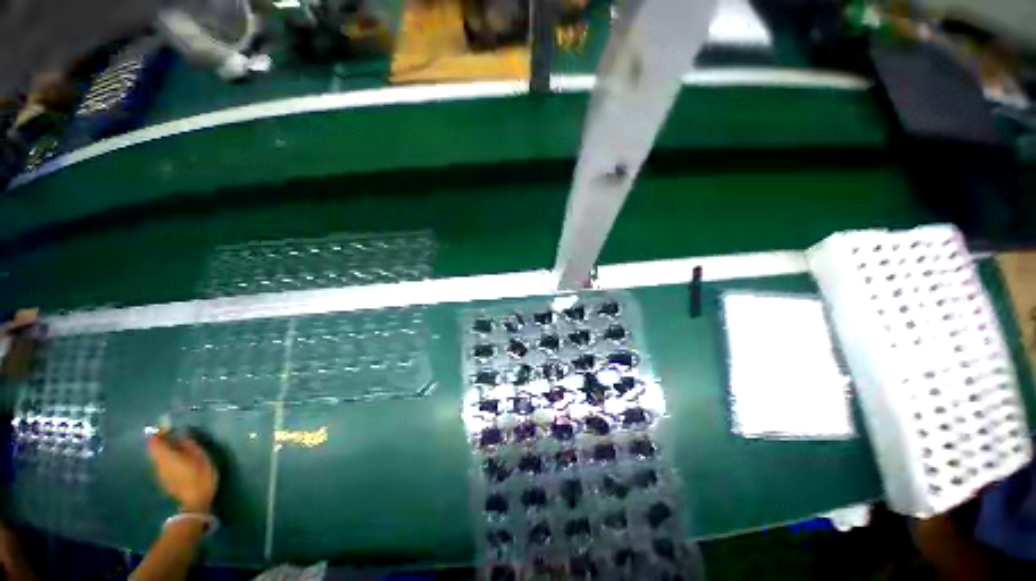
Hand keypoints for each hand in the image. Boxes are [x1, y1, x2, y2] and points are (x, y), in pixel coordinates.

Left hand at [146, 433, 218, 513]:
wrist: (194, 502)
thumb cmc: (199, 476)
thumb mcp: (200, 457)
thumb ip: (189, 444)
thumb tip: (182, 432)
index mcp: (165, 455)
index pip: (155, 439)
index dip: (160, 429)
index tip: (168, 422)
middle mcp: (157, 462)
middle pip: (154, 447)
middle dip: (162, 438)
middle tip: (173, 431)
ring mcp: (159, 472)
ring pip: (157, 455)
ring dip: (165, 448)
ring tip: (177, 443)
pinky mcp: (164, 479)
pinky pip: (162, 463)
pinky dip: (167, 456)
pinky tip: (177, 457)